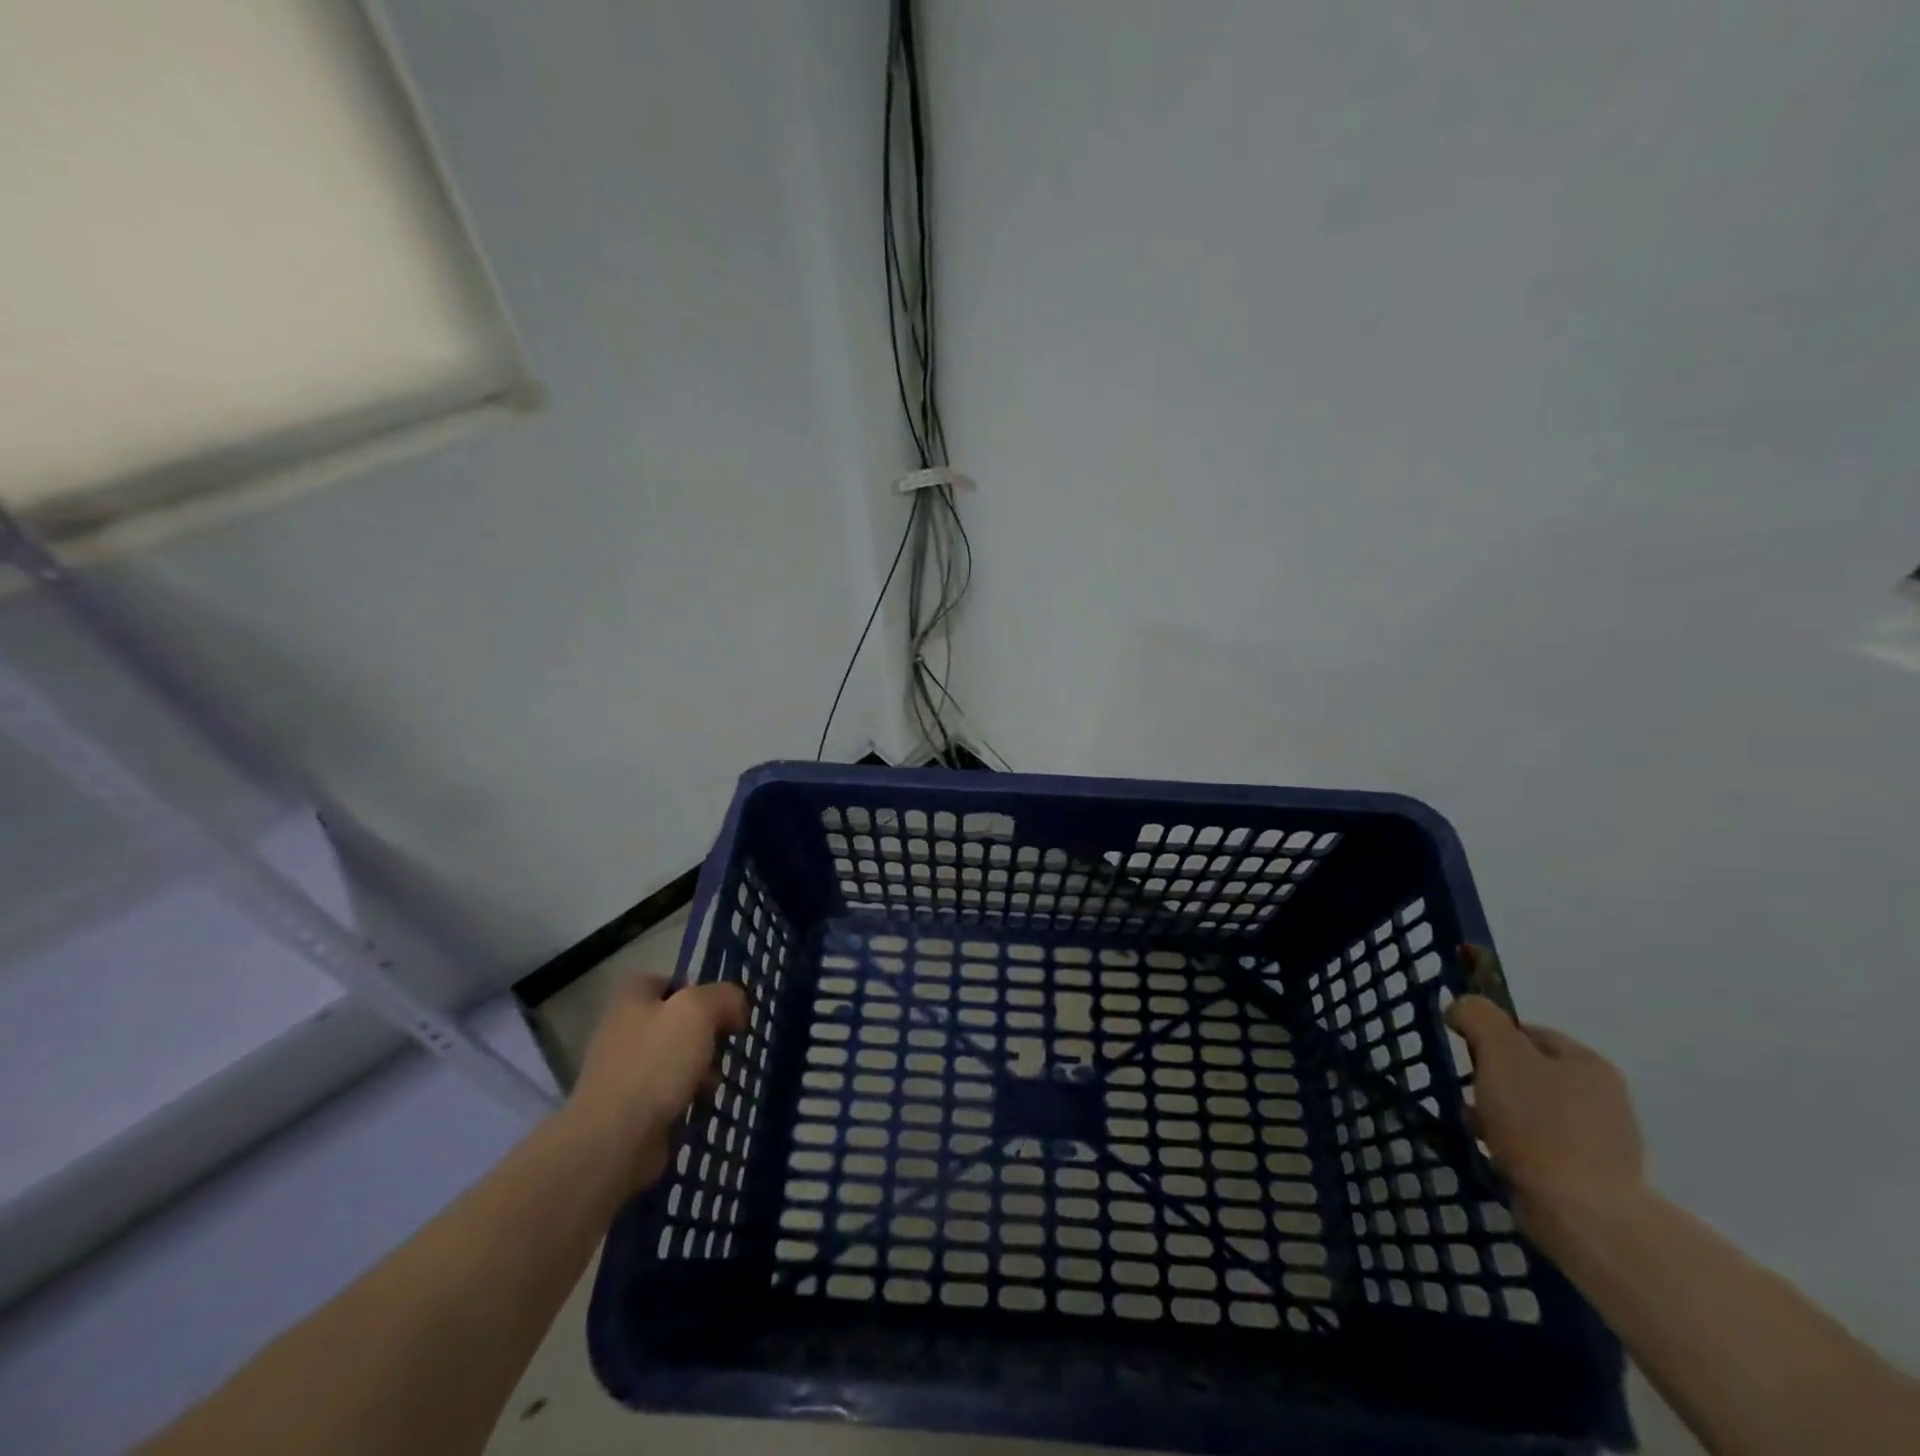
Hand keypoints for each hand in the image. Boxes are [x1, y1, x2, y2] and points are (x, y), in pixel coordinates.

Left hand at [565, 974, 748, 1193]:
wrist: (614, 1140)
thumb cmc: (656, 1063)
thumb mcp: (698, 1012)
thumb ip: (724, 997)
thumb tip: (737, 1008)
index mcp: (632, 999)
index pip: (665, 980)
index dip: (695, 988)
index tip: (720, 1008)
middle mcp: (623, 1030)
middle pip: (675, 1021)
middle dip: (705, 1033)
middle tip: (724, 1044)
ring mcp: (624, 1071)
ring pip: (676, 1058)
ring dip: (702, 1067)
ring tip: (714, 1082)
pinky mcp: (630, 1107)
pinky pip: (668, 1092)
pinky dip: (688, 1096)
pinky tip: (700, 1105)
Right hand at [1445, 967, 1645, 1226]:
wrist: (1583, 1214)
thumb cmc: (1539, 1124)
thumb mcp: (1499, 1052)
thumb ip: (1478, 1017)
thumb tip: (1462, 1008)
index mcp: (1588, 1062)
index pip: (1526, 1031)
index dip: (1489, 1037)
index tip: (1465, 1057)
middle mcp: (1603, 1096)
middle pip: (1527, 1072)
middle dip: (1492, 1081)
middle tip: (1469, 1097)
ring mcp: (1603, 1140)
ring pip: (1531, 1111)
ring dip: (1499, 1116)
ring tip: (1477, 1131)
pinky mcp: (1593, 1177)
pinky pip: (1540, 1147)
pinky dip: (1515, 1148)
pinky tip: (1498, 1157)